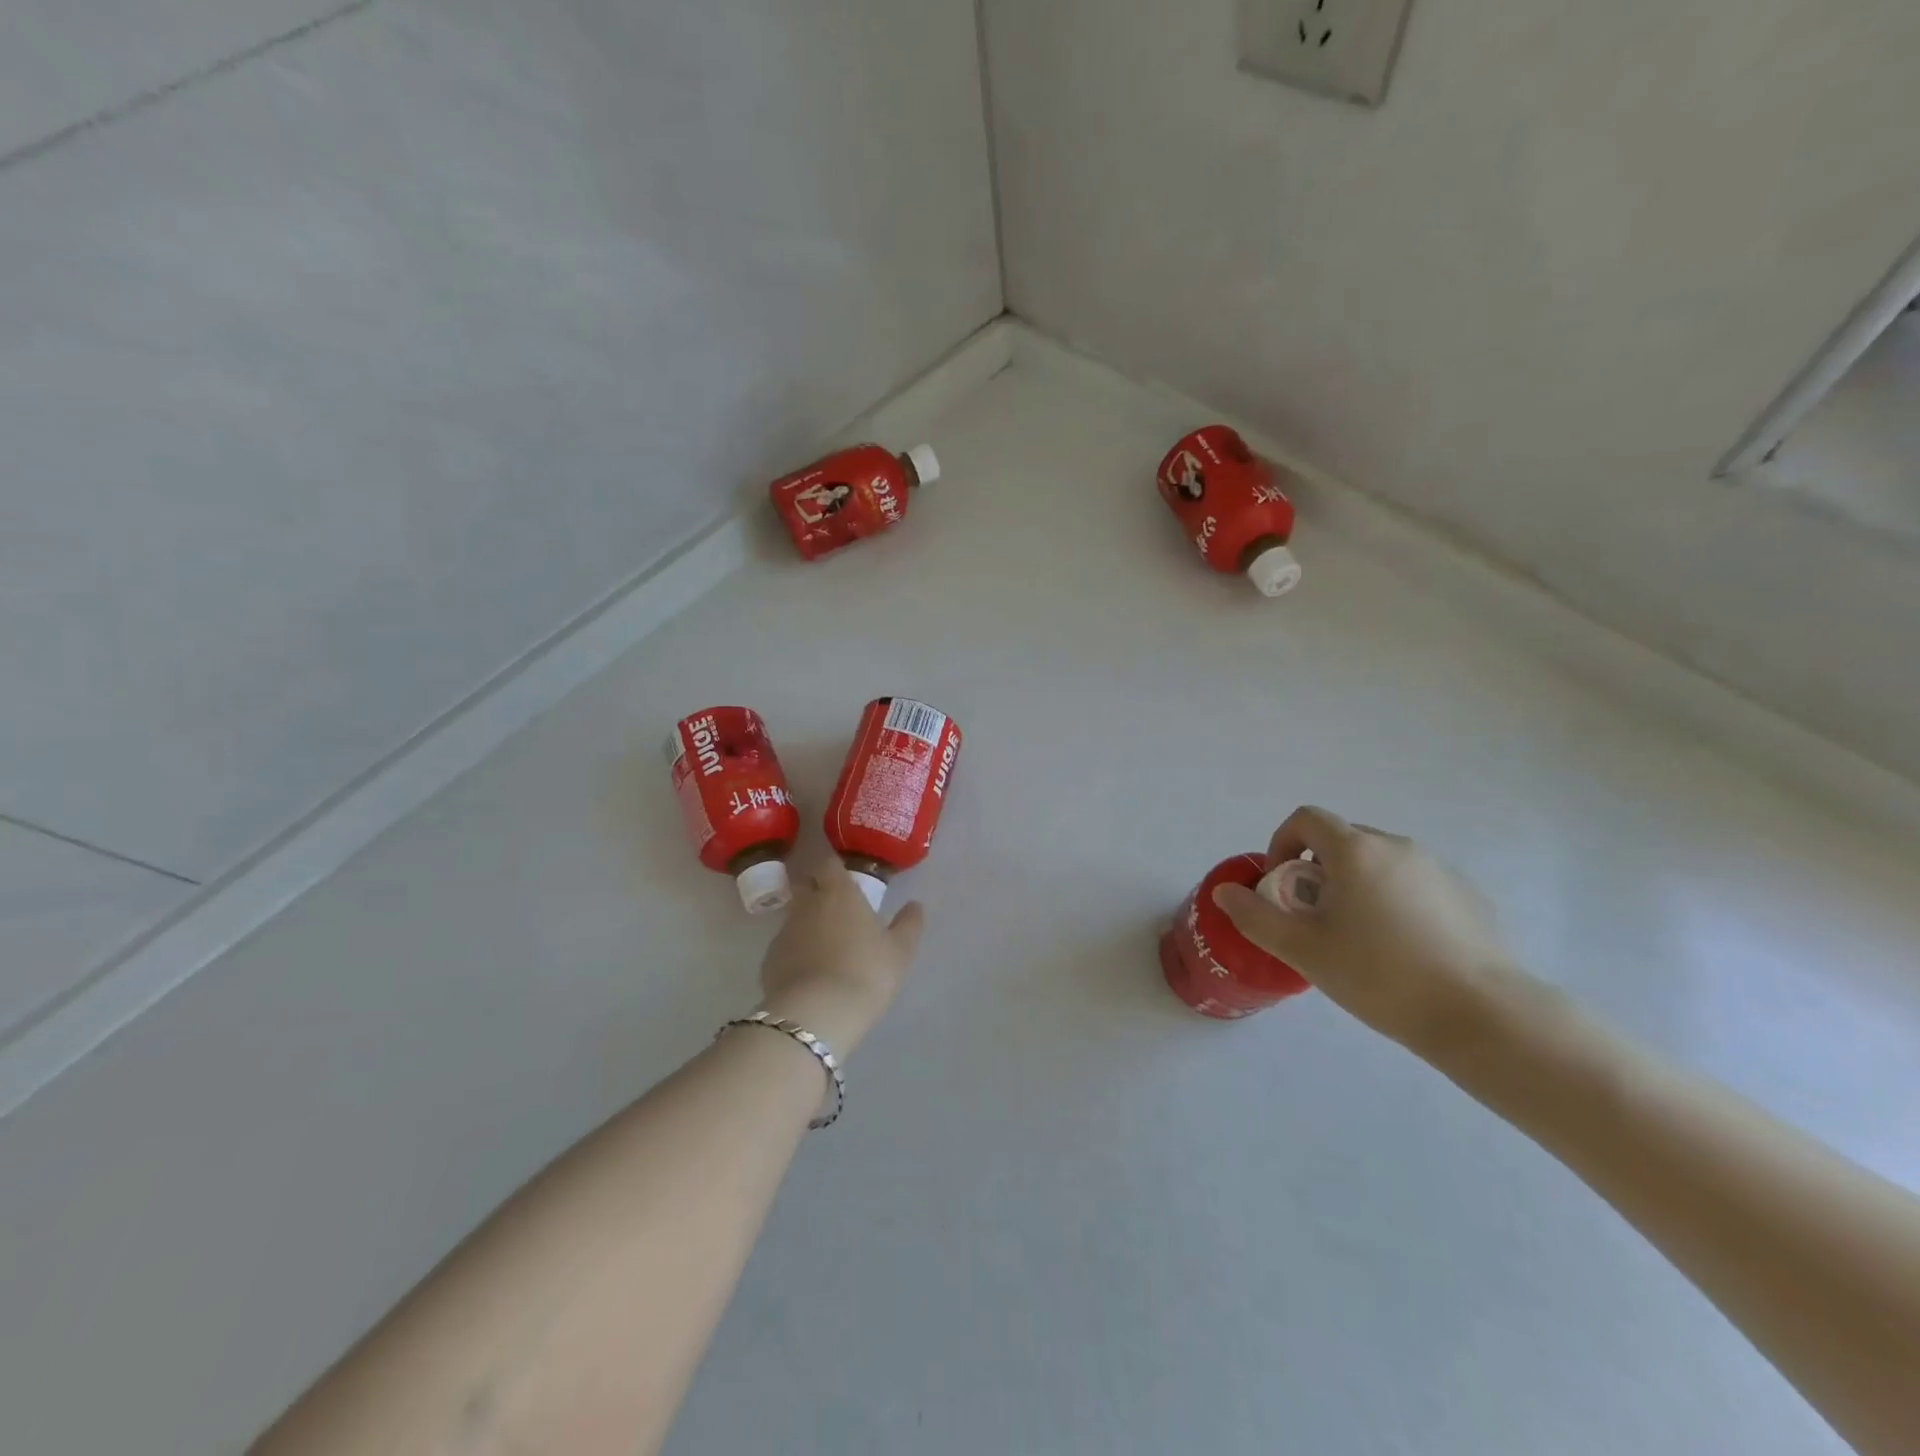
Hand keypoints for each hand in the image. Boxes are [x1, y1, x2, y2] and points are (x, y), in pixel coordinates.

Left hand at [758, 857, 924, 1057]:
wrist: (816, 1014)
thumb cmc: (866, 973)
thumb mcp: (900, 951)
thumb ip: (908, 924)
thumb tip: (915, 905)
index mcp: (839, 893)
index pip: (828, 863)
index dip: (834, 868)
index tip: (844, 878)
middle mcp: (807, 904)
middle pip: (805, 885)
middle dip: (816, 891)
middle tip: (836, 910)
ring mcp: (784, 932)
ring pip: (793, 917)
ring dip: (806, 924)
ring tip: (824, 946)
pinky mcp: (769, 960)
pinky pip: (784, 947)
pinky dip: (794, 953)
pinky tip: (808, 973)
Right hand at [1212, 806, 1518, 1055]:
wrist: (1482, 1015)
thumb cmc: (1380, 975)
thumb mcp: (1303, 950)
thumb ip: (1256, 916)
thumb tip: (1226, 892)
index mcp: (1356, 850)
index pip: (1306, 819)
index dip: (1283, 844)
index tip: (1282, 886)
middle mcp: (1398, 846)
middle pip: (1342, 840)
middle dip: (1318, 870)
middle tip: (1316, 919)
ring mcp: (1439, 868)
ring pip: (1380, 863)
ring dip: (1357, 885)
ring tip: (1361, 938)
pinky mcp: (1468, 895)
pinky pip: (1415, 883)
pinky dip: (1395, 900)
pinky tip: (1404, 950)